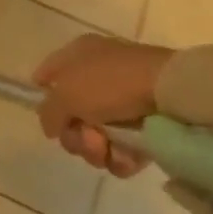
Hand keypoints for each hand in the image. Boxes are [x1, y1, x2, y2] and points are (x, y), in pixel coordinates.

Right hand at [33, 35, 175, 175]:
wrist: (170, 93)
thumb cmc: (111, 83)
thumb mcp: (66, 94)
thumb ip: (48, 112)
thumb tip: (51, 127)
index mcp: (78, 55)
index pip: (48, 73)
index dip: (43, 95)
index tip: (49, 118)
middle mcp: (98, 75)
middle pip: (71, 114)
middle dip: (75, 135)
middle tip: (87, 137)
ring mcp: (122, 102)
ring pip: (95, 136)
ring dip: (96, 150)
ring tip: (107, 149)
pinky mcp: (144, 126)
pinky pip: (121, 148)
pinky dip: (120, 158)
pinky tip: (124, 157)